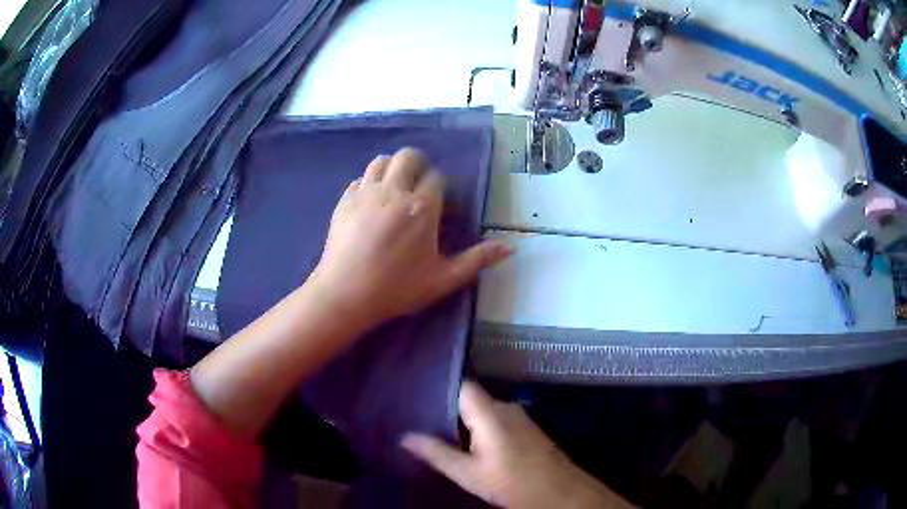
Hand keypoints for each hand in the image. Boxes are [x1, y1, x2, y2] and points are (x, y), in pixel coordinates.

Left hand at [309, 148, 509, 330]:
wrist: (345, 295)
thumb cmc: (397, 288)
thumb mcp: (443, 279)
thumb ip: (477, 260)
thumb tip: (510, 247)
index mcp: (422, 207)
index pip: (436, 178)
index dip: (440, 186)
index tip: (438, 202)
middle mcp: (394, 191)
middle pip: (408, 157)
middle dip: (418, 164)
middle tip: (419, 183)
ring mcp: (366, 193)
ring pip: (381, 161)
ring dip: (392, 167)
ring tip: (395, 186)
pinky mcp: (344, 200)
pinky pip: (360, 179)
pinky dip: (369, 182)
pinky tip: (371, 200)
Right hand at [402, 382, 634, 508]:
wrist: (558, 492)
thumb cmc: (512, 482)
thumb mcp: (469, 473)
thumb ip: (437, 453)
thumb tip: (405, 437)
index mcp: (490, 412)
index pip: (461, 385)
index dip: (438, 386)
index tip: (414, 394)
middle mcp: (505, 407)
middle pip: (469, 398)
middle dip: (445, 408)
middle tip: (418, 419)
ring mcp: (518, 417)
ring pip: (482, 410)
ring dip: (462, 421)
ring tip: (434, 430)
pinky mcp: (525, 428)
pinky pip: (495, 420)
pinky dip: (478, 428)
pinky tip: (465, 443)